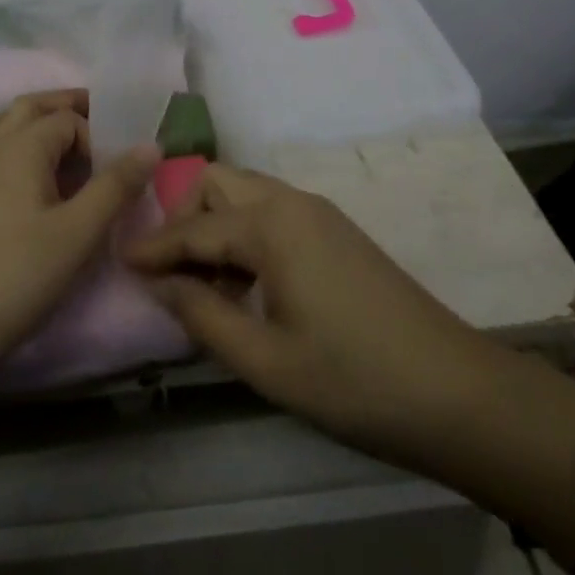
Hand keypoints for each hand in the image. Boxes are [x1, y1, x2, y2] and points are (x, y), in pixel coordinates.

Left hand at [0, 91, 158, 489]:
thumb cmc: (18, 277)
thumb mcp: (79, 234)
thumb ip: (116, 186)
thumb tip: (150, 145)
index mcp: (23, 148)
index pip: (67, 120)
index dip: (94, 135)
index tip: (111, 167)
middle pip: (26, 109)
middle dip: (58, 105)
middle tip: (87, 113)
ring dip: (16, 120)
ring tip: (38, 132)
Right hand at [122, 163, 480, 460]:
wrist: (456, 391)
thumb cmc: (353, 380)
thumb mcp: (266, 361)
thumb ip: (203, 317)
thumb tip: (160, 284)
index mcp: (271, 225)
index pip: (194, 228)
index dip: (153, 247)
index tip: (118, 258)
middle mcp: (291, 201)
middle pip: (218, 183)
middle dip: (184, 216)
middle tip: (169, 269)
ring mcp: (317, 211)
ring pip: (246, 192)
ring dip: (216, 223)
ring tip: (204, 282)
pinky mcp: (335, 229)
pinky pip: (272, 210)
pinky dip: (245, 231)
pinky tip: (246, 283)